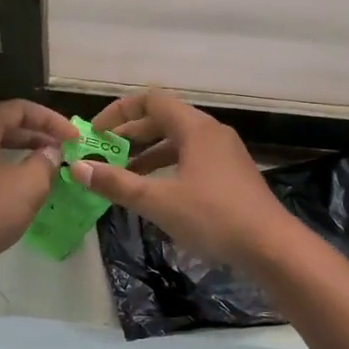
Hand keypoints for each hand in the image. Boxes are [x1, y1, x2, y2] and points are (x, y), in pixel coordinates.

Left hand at [0, 99, 77, 273]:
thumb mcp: (28, 186)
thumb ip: (45, 163)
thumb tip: (50, 152)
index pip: (18, 109)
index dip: (50, 119)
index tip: (72, 137)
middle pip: (2, 127)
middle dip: (35, 136)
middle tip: (60, 150)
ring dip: (19, 155)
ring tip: (42, 169)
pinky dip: (2, 173)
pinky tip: (15, 193)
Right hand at [69, 90, 290, 265]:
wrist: (271, 247)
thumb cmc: (213, 217)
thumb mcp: (158, 201)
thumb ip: (116, 183)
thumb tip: (77, 168)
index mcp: (195, 128)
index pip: (151, 101)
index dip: (119, 112)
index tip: (96, 132)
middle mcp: (211, 132)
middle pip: (164, 120)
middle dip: (130, 135)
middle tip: (103, 154)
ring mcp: (225, 154)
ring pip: (178, 142)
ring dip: (148, 154)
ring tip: (123, 176)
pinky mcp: (231, 175)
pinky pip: (191, 159)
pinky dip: (167, 168)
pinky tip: (155, 193)